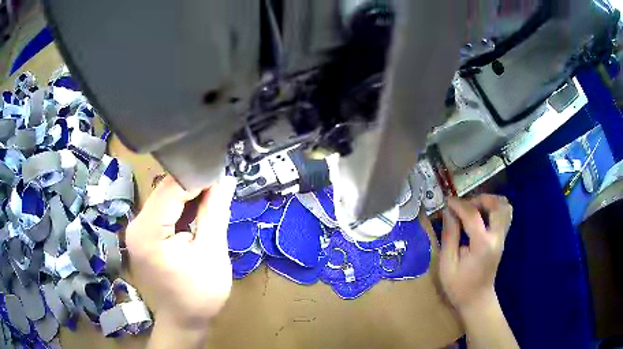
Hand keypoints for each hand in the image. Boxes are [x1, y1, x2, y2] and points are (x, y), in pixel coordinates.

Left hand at [126, 175, 236, 327]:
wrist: (184, 321)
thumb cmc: (200, 294)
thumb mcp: (212, 253)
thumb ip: (215, 212)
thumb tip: (225, 178)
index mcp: (148, 232)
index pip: (172, 188)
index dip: (198, 178)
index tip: (222, 175)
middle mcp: (136, 225)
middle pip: (165, 191)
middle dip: (194, 186)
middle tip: (221, 187)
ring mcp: (137, 230)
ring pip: (165, 198)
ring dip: (189, 196)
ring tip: (214, 197)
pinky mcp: (143, 235)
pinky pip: (163, 211)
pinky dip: (181, 207)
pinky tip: (198, 211)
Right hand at [438, 195, 512, 313]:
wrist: (477, 300)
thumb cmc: (459, 286)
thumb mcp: (447, 264)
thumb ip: (449, 236)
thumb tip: (448, 213)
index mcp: (482, 245)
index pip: (473, 215)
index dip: (459, 204)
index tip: (447, 201)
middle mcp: (497, 238)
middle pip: (497, 205)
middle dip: (479, 199)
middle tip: (465, 206)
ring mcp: (502, 238)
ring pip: (505, 208)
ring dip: (490, 202)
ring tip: (474, 209)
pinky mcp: (502, 240)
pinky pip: (505, 216)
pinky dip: (494, 209)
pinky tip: (481, 217)